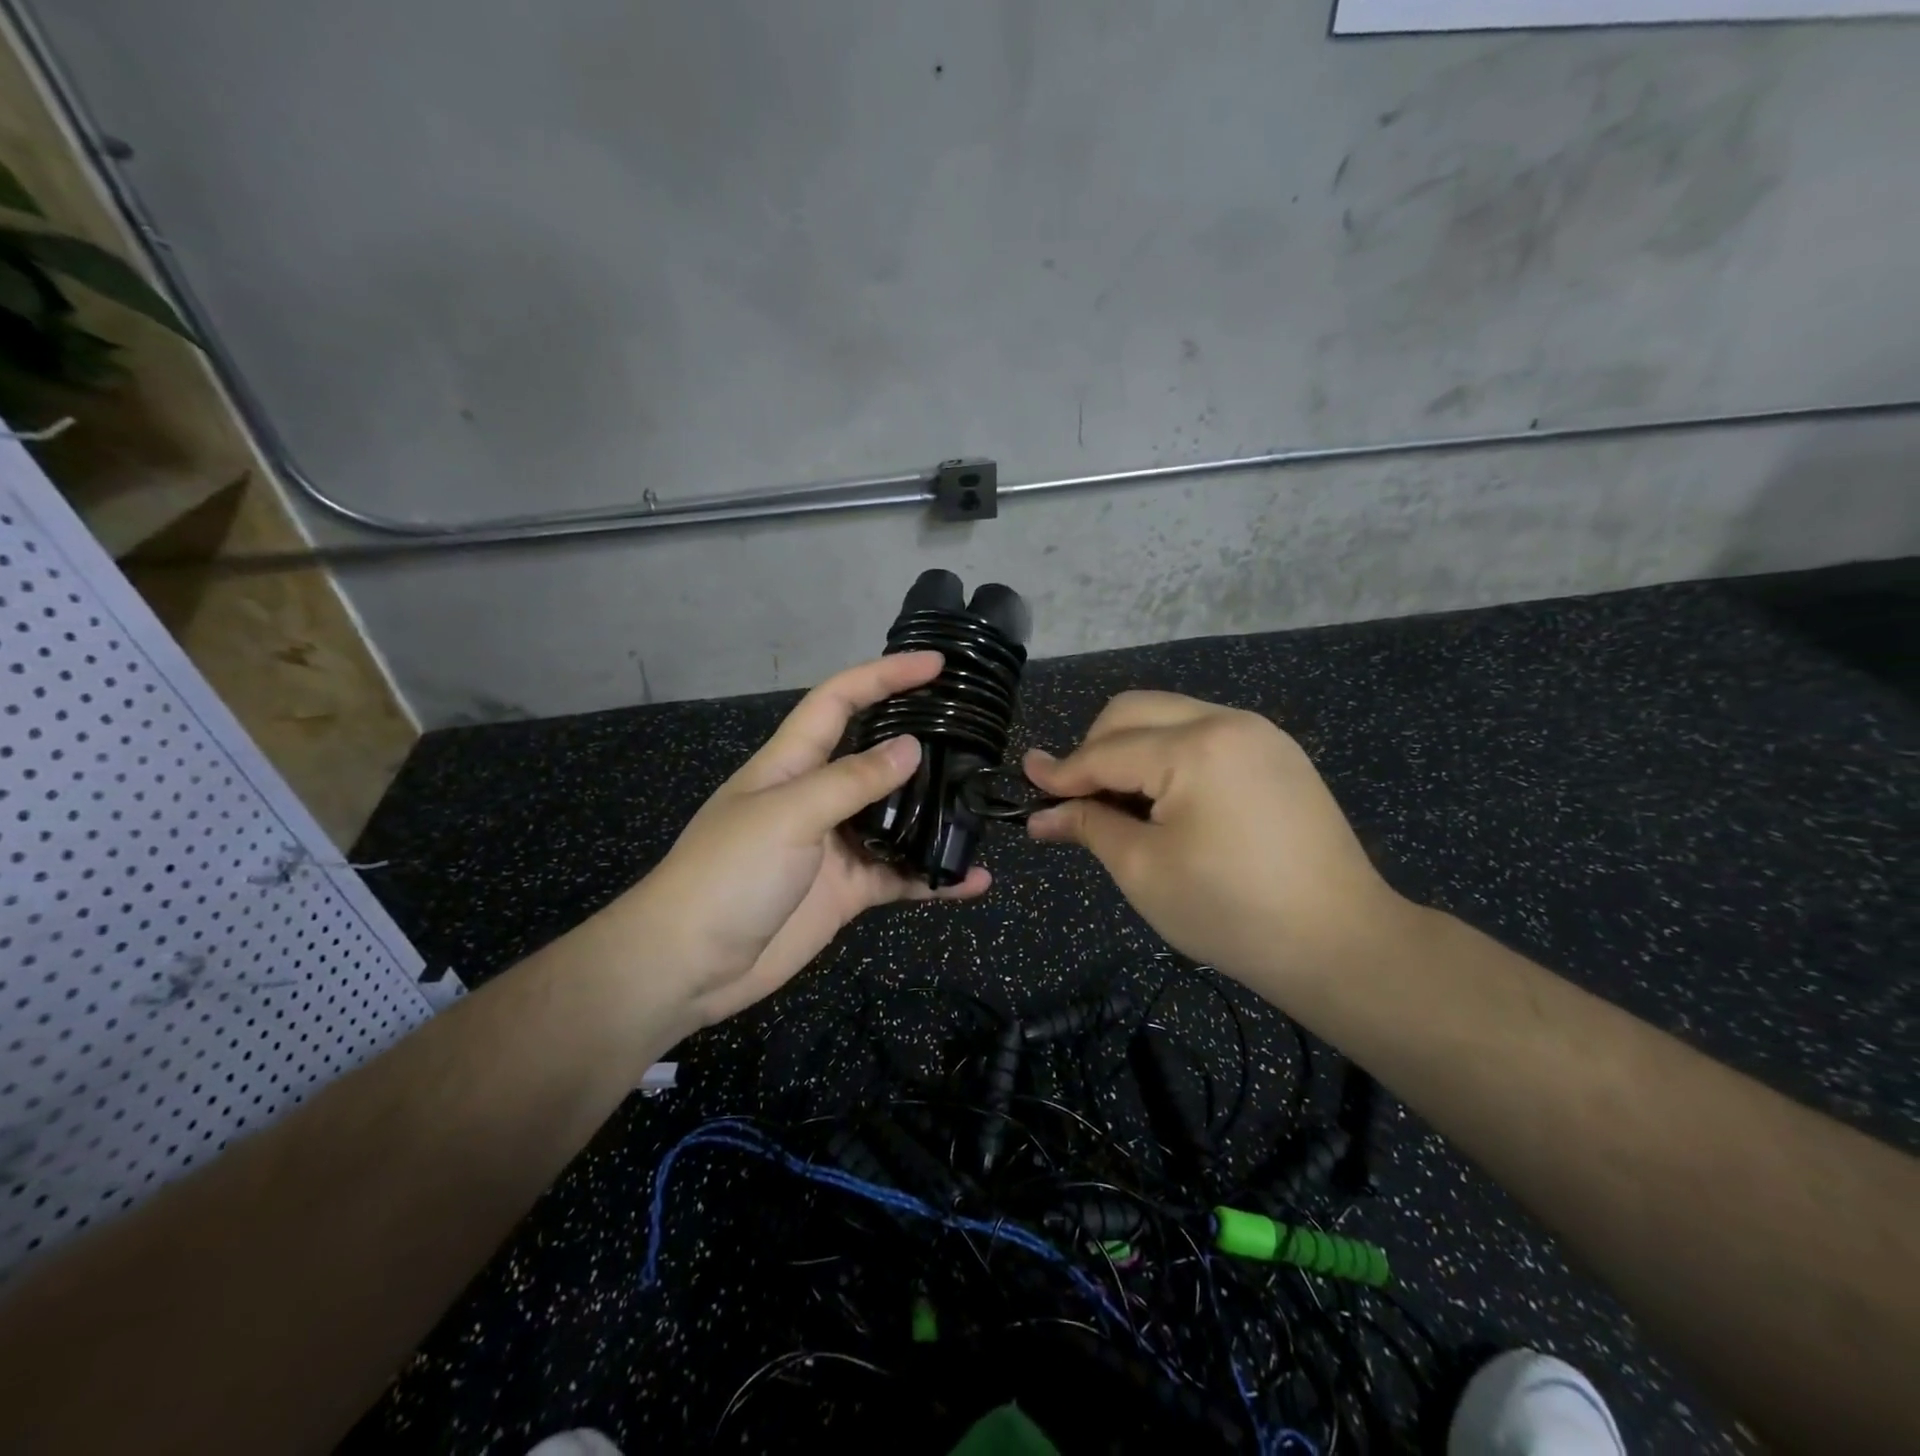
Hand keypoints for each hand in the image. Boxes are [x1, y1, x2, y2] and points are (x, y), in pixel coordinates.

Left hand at [612, 652, 988, 1025]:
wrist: (689, 965)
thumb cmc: (729, 874)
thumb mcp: (789, 814)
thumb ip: (852, 781)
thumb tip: (910, 747)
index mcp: (792, 763)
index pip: (840, 701)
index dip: (884, 676)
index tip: (936, 664)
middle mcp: (817, 796)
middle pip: (875, 756)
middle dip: (920, 740)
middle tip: (975, 734)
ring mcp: (835, 845)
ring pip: (896, 819)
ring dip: (935, 815)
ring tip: (983, 806)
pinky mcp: (848, 890)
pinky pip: (900, 876)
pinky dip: (935, 878)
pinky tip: (973, 880)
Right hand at [1023, 691, 1410, 994]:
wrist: (1340, 942)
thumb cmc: (1230, 912)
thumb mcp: (1144, 871)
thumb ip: (1088, 827)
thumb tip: (1040, 813)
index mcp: (1194, 747)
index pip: (1106, 751)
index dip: (1061, 771)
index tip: (1025, 780)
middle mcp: (1227, 721)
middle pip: (1133, 712)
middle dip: (1094, 749)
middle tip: (1076, 799)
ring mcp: (1259, 733)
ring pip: (1168, 716)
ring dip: (1131, 749)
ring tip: (1120, 803)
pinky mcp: (1277, 753)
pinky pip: (1203, 733)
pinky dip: (1169, 755)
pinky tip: (1166, 799)